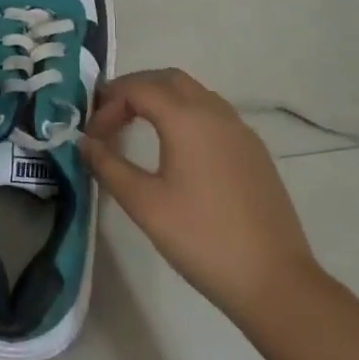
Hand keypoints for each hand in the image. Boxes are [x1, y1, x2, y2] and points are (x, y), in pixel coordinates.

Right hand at [82, 68, 318, 323]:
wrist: (274, 280)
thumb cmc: (201, 238)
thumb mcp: (144, 204)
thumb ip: (109, 166)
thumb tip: (84, 142)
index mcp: (187, 118)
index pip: (138, 88)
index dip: (108, 104)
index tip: (92, 136)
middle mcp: (216, 112)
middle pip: (167, 79)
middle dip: (133, 90)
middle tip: (109, 117)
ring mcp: (240, 130)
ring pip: (193, 93)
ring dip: (160, 99)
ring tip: (135, 128)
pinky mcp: (254, 151)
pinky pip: (212, 113)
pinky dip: (185, 114)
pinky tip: (175, 148)